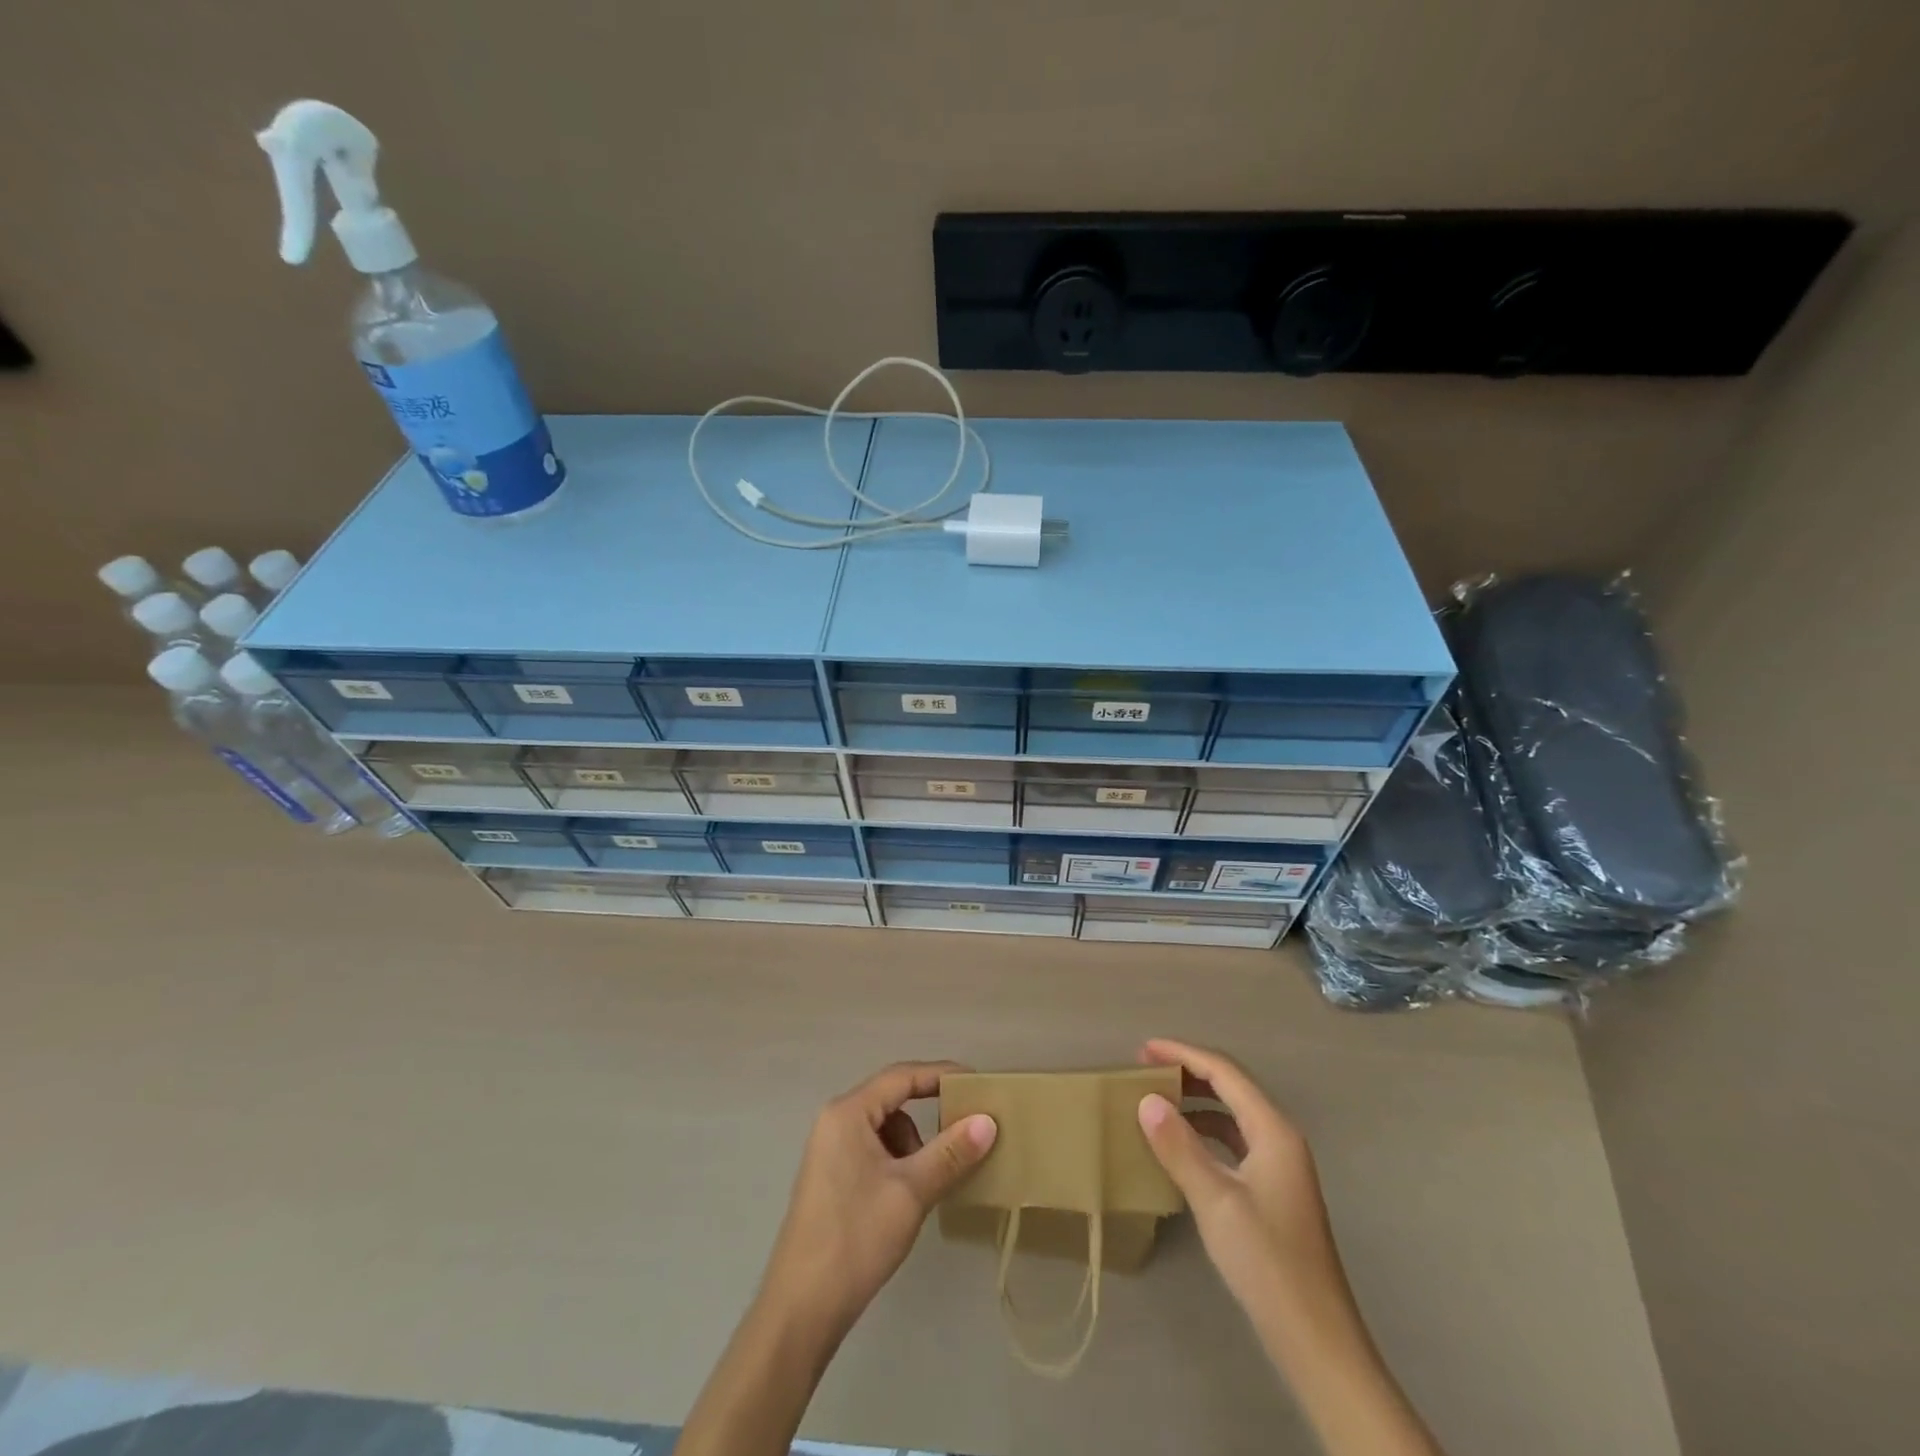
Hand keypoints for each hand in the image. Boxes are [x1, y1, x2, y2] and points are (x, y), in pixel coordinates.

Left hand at [759, 1061, 997, 1340]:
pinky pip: (874, 1150)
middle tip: (967, 1128)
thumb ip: (951, 1152)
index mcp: (848, 1113)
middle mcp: (835, 1121)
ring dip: (914, 1144)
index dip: (941, 1074)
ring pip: (885, 1128)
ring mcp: (830, 1150)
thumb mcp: (911, 1192)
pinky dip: (898, 1162)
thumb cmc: (856, 1238)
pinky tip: (911, 1194)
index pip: (902, 1076)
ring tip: (932, 1178)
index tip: (977, 1083)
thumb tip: (988, 1121)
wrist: (800, 1310)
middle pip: (892, 1100)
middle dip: (930, 1113)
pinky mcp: (831, 1177)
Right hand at [1135, 1038, 1344, 1317]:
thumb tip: (1147, 1100)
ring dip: (1196, 1101)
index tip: (1142, 1049)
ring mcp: (1280, 1165)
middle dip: (1189, 1072)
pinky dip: (1205, 1131)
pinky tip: (1181, 1146)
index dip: (1182, 1054)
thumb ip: (1179, 1147)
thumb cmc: (1267, 1262)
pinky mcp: (1273, 1190)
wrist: (1317, 1340)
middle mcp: (1280, 1138)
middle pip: (1231, 1087)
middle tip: (1145, 1070)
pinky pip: (1234, 1140)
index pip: (1224, 1072)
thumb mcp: (1215, 1201)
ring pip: (1233, 1113)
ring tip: (1157, 1101)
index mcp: (1273, 1130)